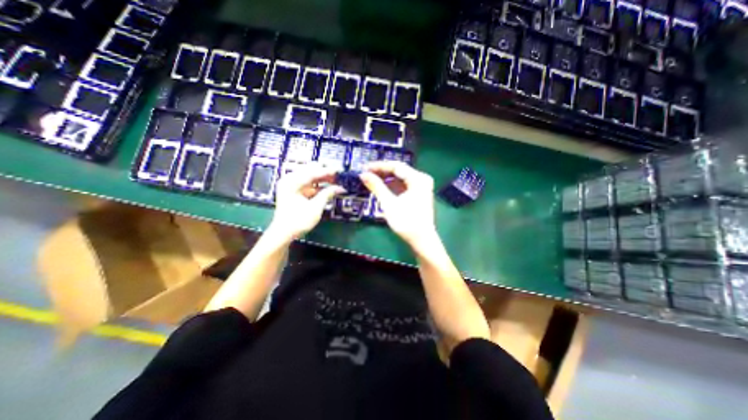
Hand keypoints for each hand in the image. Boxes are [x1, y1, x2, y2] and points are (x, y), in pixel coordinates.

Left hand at [267, 162, 345, 239]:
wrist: (283, 233)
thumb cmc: (298, 221)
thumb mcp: (315, 207)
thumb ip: (327, 194)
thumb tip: (340, 187)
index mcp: (292, 182)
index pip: (312, 172)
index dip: (327, 171)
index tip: (339, 171)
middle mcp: (289, 180)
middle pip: (310, 170)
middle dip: (324, 172)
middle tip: (338, 175)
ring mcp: (291, 185)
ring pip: (309, 176)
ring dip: (322, 178)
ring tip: (335, 180)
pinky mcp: (294, 191)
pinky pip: (307, 183)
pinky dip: (317, 184)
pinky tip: (327, 186)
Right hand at [362, 163, 438, 248]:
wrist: (421, 240)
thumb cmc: (406, 222)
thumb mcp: (389, 203)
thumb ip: (376, 187)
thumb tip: (363, 174)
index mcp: (418, 179)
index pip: (396, 166)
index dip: (379, 166)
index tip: (364, 167)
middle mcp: (421, 179)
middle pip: (399, 171)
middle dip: (382, 172)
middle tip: (366, 173)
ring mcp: (421, 186)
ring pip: (400, 178)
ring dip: (386, 178)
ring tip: (371, 179)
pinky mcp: (418, 193)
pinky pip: (403, 185)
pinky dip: (392, 185)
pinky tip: (381, 186)